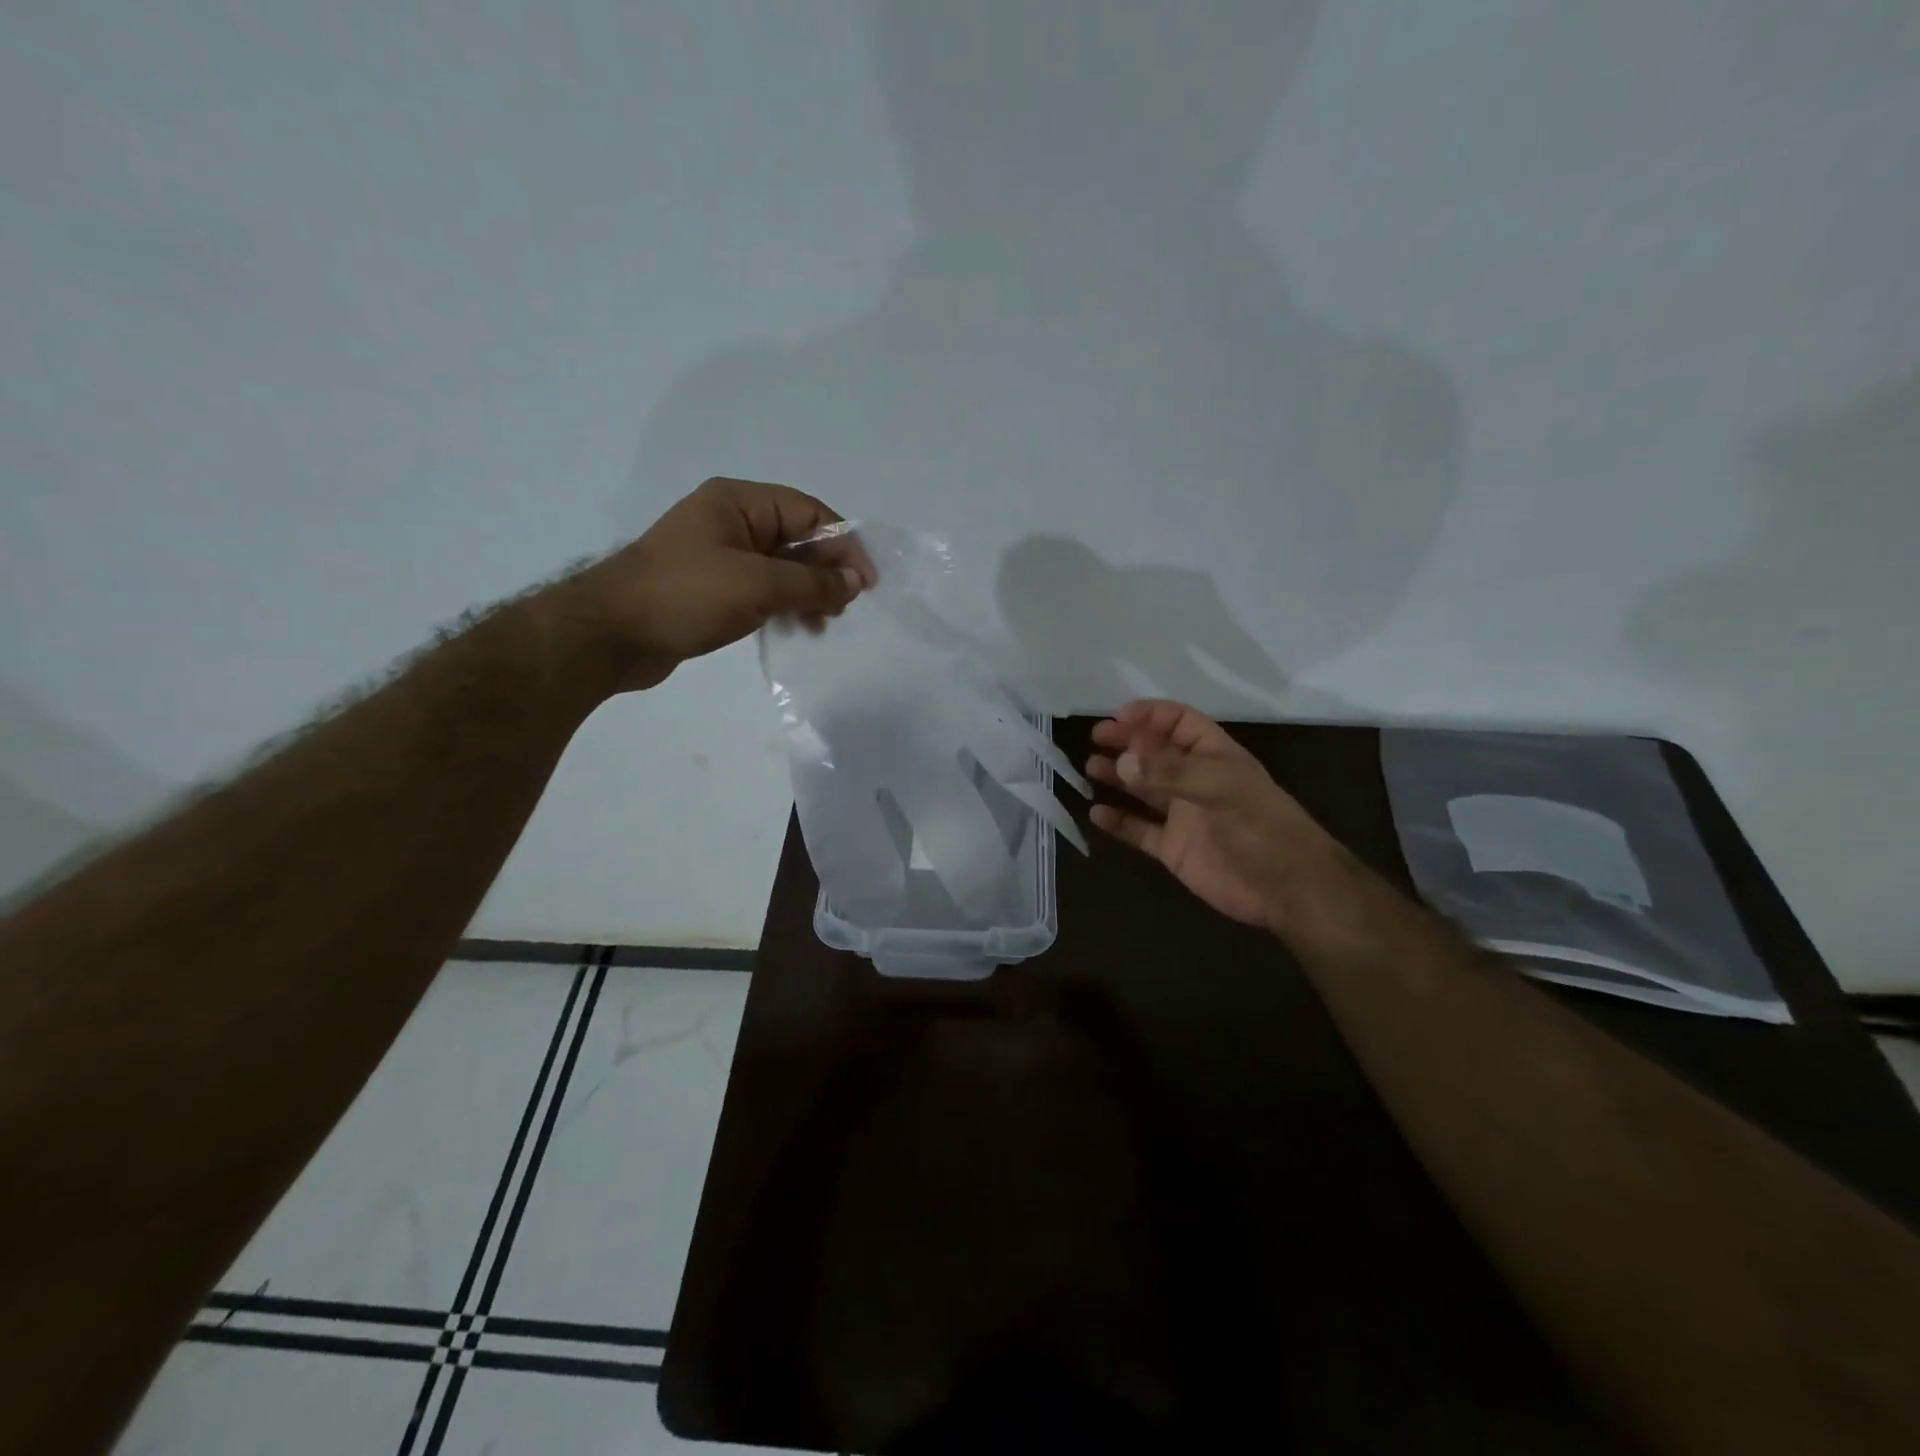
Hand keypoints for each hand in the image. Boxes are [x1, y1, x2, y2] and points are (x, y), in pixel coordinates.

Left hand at [562, 477, 875, 692]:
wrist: (610, 635)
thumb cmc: (685, 595)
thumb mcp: (757, 584)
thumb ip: (812, 583)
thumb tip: (855, 582)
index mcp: (739, 503)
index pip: (808, 512)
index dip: (843, 544)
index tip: (866, 582)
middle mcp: (731, 522)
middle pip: (797, 539)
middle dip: (826, 572)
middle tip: (845, 608)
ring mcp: (720, 557)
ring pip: (782, 569)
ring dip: (808, 593)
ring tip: (823, 624)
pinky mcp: (712, 590)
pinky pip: (762, 591)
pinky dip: (785, 607)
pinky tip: (798, 629)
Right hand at [1087, 700, 1339, 933]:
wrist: (1286, 888)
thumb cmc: (1260, 826)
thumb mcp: (1221, 788)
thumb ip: (1170, 773)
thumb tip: (1122, 761)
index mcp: (1214, 756)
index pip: (1179, 722)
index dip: (1150, 715)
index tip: (1117, 716)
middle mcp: (1195, 781)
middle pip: (1155, 753)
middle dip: (1127, 742)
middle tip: (1096, 739)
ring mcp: (1183, 815)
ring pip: (1142, 789)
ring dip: (1117, 777)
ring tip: (1089, 768)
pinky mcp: (1173, 848)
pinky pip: (1139, 830)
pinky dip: (1118, 821)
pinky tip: (1096, 813)